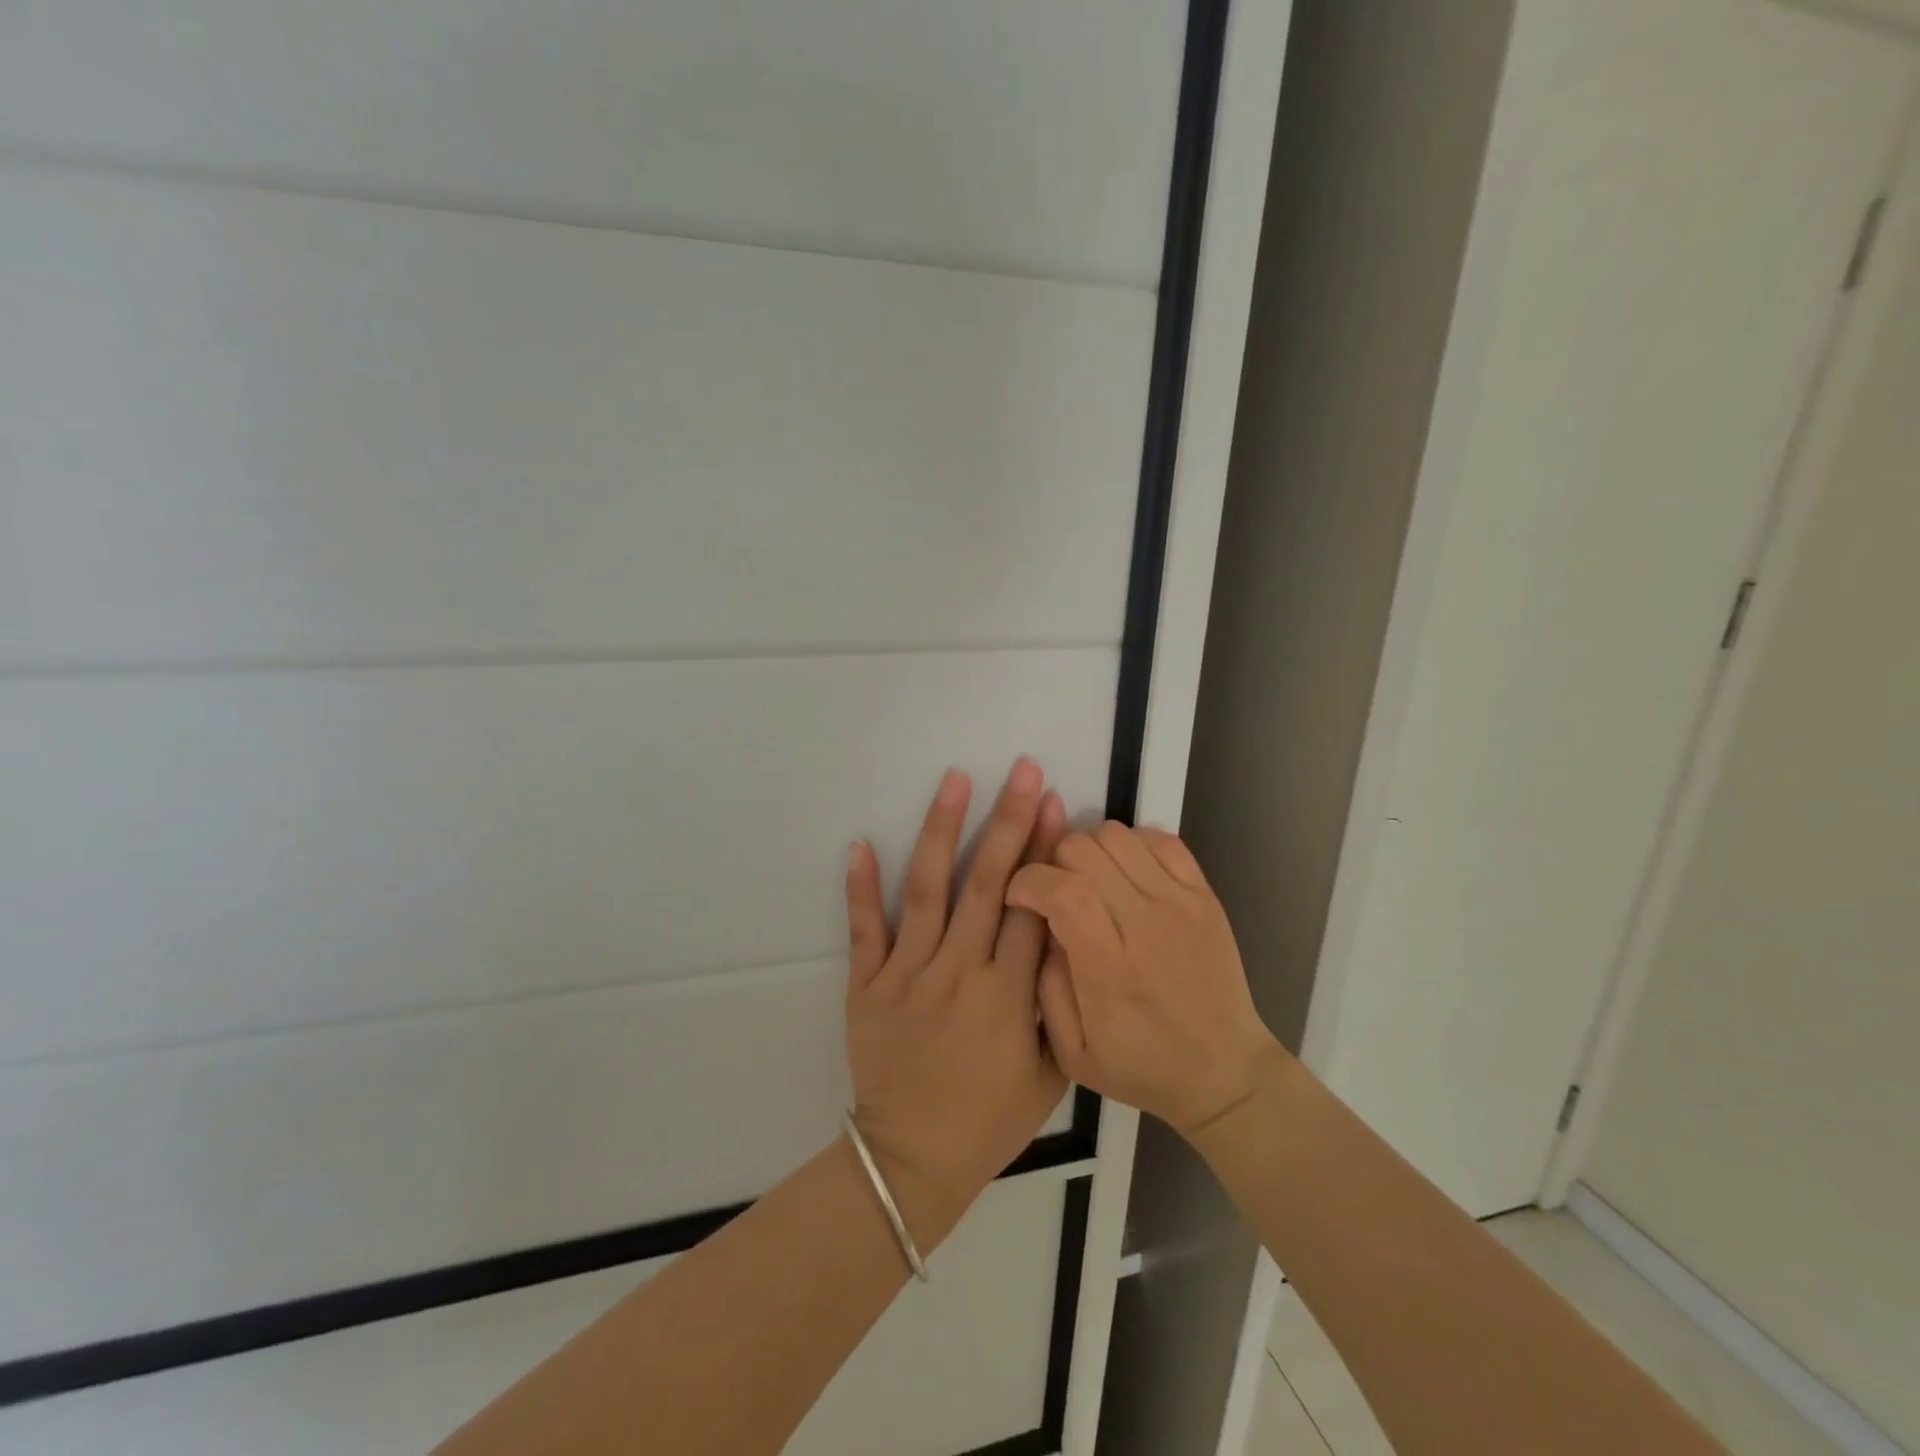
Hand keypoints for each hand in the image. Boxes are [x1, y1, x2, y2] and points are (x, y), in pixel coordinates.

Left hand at [843, 759, 1068, 1253]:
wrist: (912, 1160)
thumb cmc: (990, 1119)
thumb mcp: (1051, 1072)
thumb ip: (1058, 1003)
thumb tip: (1063, 936)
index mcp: (1008, 996)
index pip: (1031, 907)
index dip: (1043, 851)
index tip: (1052, 802)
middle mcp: (958, 973)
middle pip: (987, 884)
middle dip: (1007, 822)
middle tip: (1020, 770)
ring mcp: (907, 975)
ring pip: (928, 891)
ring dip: (941, 831)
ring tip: (954, 780)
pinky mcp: (867, 985)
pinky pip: (864, 929)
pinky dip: (861, 887)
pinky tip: (860, 843)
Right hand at [1005, 822, 1283, 1136]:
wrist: (1225, 1072)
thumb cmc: (1142, 1067)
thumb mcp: (1072, 1053)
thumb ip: (1044, 986)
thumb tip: (1038, 925)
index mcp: (1111, 970)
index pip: (1063, 892)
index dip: (1029, 881)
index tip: (1018, 897)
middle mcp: (1147, 925)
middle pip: (1084, 851)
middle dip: (1052, 863)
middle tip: (1053, 893)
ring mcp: (1181, 903)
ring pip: (1117, 835)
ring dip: (1089, 851)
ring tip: (1089, 883)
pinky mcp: (1204, 894)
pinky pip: (1160, 838)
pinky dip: (1132, 844)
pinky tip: (1125, 875)